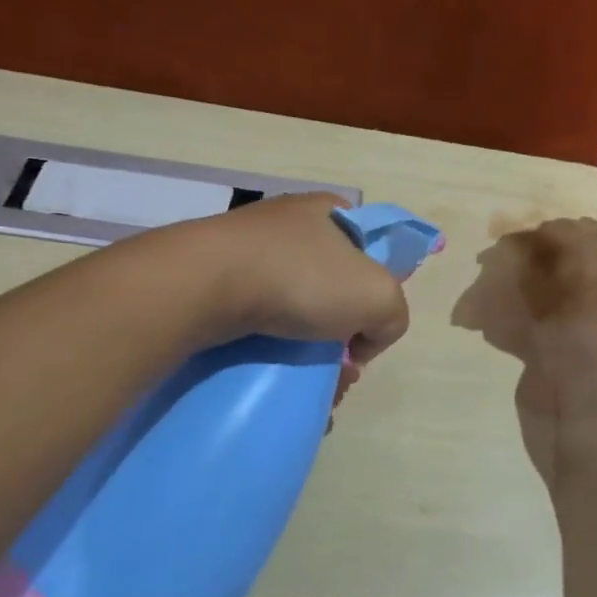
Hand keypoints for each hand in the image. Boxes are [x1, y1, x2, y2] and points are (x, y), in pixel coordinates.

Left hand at [182, 193, 410, 362]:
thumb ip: (393, 317)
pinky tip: (277, 376)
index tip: (365, 325)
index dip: (376, 289)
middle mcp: (288, 225)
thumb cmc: (301, 278)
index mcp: (329, 211)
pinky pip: (257, 320)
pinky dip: (272, 350)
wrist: (204, 286)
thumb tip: (360, 342)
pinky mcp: (214, 280)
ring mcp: (247, 251)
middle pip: (333, 287)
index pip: (369, 248)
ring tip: (310, 385)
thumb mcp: (380, 297)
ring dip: (309, 350)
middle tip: (340, 368)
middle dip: (343, 333)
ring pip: (295, 309)